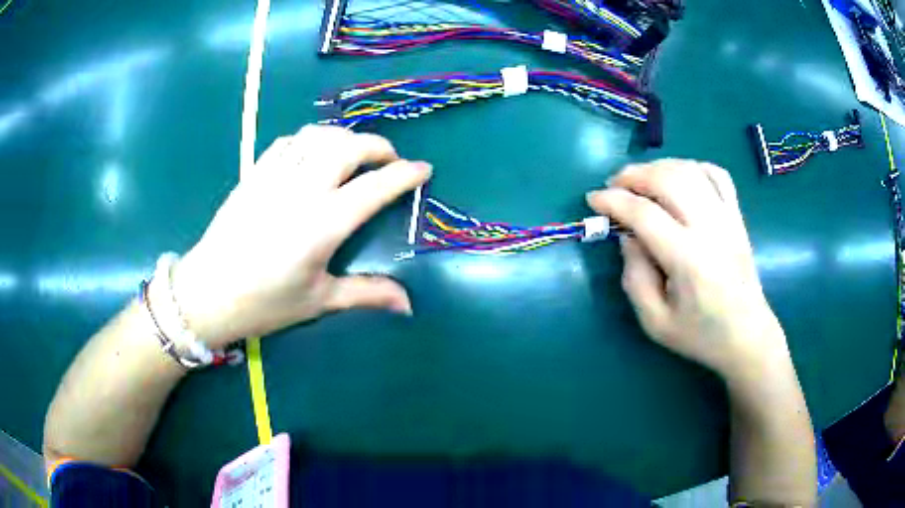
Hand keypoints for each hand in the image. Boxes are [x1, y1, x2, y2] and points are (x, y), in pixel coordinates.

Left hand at [172, 125, 431, 348]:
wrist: (207, 292)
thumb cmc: (263, 303)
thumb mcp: (318, 301)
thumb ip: (366, 294)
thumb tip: (408, 305)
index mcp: (322, 225)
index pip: (375, 187)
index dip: (404, 174)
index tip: (423, 169)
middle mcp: (302, 190)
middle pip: (348, 147)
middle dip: (378, 146)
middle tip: (389, 160)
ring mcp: (275, 177)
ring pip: (318, 136)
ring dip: (344, 137)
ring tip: (354, 152)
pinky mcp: (254, 174)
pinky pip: (288, 142)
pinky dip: (310, 139)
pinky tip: (313, 153)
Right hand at [587, 159, 788, 378]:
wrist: (747, 336)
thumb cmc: (700, 335)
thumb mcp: (655, 322)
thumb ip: (634, 277)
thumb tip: (627, 236)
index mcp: (687, 260)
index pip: (644, 214)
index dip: (613, 201)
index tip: (592, 200)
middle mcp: (710, 229)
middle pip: (668, 179)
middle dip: (633, 175)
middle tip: (614, 186)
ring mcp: (727, 218)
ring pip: (690, 170)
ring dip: (659, 167)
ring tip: (641, 180)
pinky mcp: (737, 217)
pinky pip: (717, 175)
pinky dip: (692, 167)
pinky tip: (679, 179)